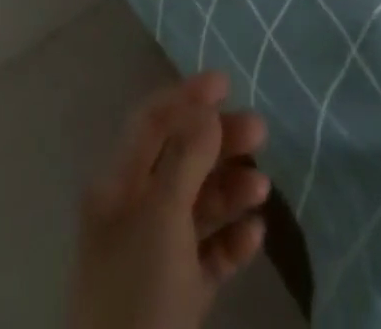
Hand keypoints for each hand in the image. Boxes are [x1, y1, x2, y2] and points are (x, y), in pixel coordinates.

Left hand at [70, 72, 269, 328]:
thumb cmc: (138, 293)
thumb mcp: (162, 218)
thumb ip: (185, 159)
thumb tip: (205, 111)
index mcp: (117, 185)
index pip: (152, 122)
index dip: (187, 96)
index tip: (226, 82)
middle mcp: (133, 212)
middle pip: (179, 159)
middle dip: (218, 141)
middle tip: (260, 130)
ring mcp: (155, 256)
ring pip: (196, 206)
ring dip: (230, 190)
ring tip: (263, 187)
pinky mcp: (175, 298)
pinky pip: (206, 255)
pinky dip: (230, 241)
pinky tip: (254, 236)